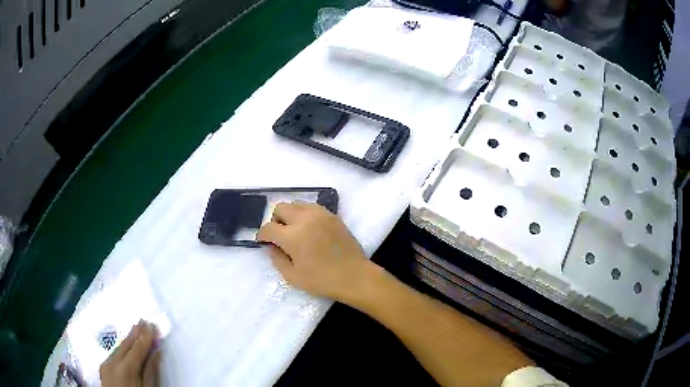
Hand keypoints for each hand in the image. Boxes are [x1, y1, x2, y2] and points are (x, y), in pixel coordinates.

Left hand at [100, 321, 160, 386]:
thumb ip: (151, 371)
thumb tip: (156, 352)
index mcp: (126, 367)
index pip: (138, 348)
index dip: (146, 337)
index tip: (152, 325)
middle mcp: (113, 361)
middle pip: (126, 344)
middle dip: (136, 333)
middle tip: (143, 320)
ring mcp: (106, 364)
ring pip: (118, 348)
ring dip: (128, 339)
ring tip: (136, 329)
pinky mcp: (103, 368)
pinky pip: (113, 354)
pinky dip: (122, 348)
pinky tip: (126, 346)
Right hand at [257, 202, 371, 303]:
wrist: (354, 276)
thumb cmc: (322, 280)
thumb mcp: (292, 276)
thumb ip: (276, 259)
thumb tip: (271, 246)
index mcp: (292, 236)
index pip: (268, 227)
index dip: (262, 235)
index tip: (263, 242)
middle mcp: (304, 219)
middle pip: (281, 208)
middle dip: (275, 220)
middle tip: (279, 236)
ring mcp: (320, 214)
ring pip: (297, 204)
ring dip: (290, 215)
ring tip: (295, 231)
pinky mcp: (332, 215)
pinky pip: (312, 207)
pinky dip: (305, 214)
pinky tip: (310, 229)